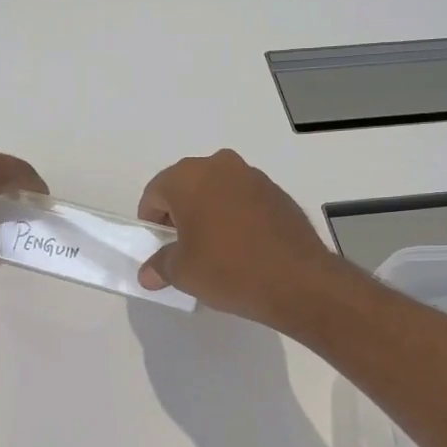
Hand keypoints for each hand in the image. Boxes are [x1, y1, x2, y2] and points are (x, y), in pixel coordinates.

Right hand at [135, 150, 340, 324]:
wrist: (297, 280)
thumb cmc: (228, 269)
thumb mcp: (183, 273)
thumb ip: (160, 265)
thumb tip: (149, 272)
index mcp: (189, 178)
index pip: (155, 193)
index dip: (151, 221)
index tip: (158, 246)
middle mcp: (220, 166)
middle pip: (187, 186)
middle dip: (180, 213)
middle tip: (182, 247)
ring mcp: (253, 176)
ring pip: (218, 190)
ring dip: (209, 213)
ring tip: (214, 249)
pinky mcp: (277, 193)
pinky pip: (244, 200)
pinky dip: (235, 216)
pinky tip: (242, 247)